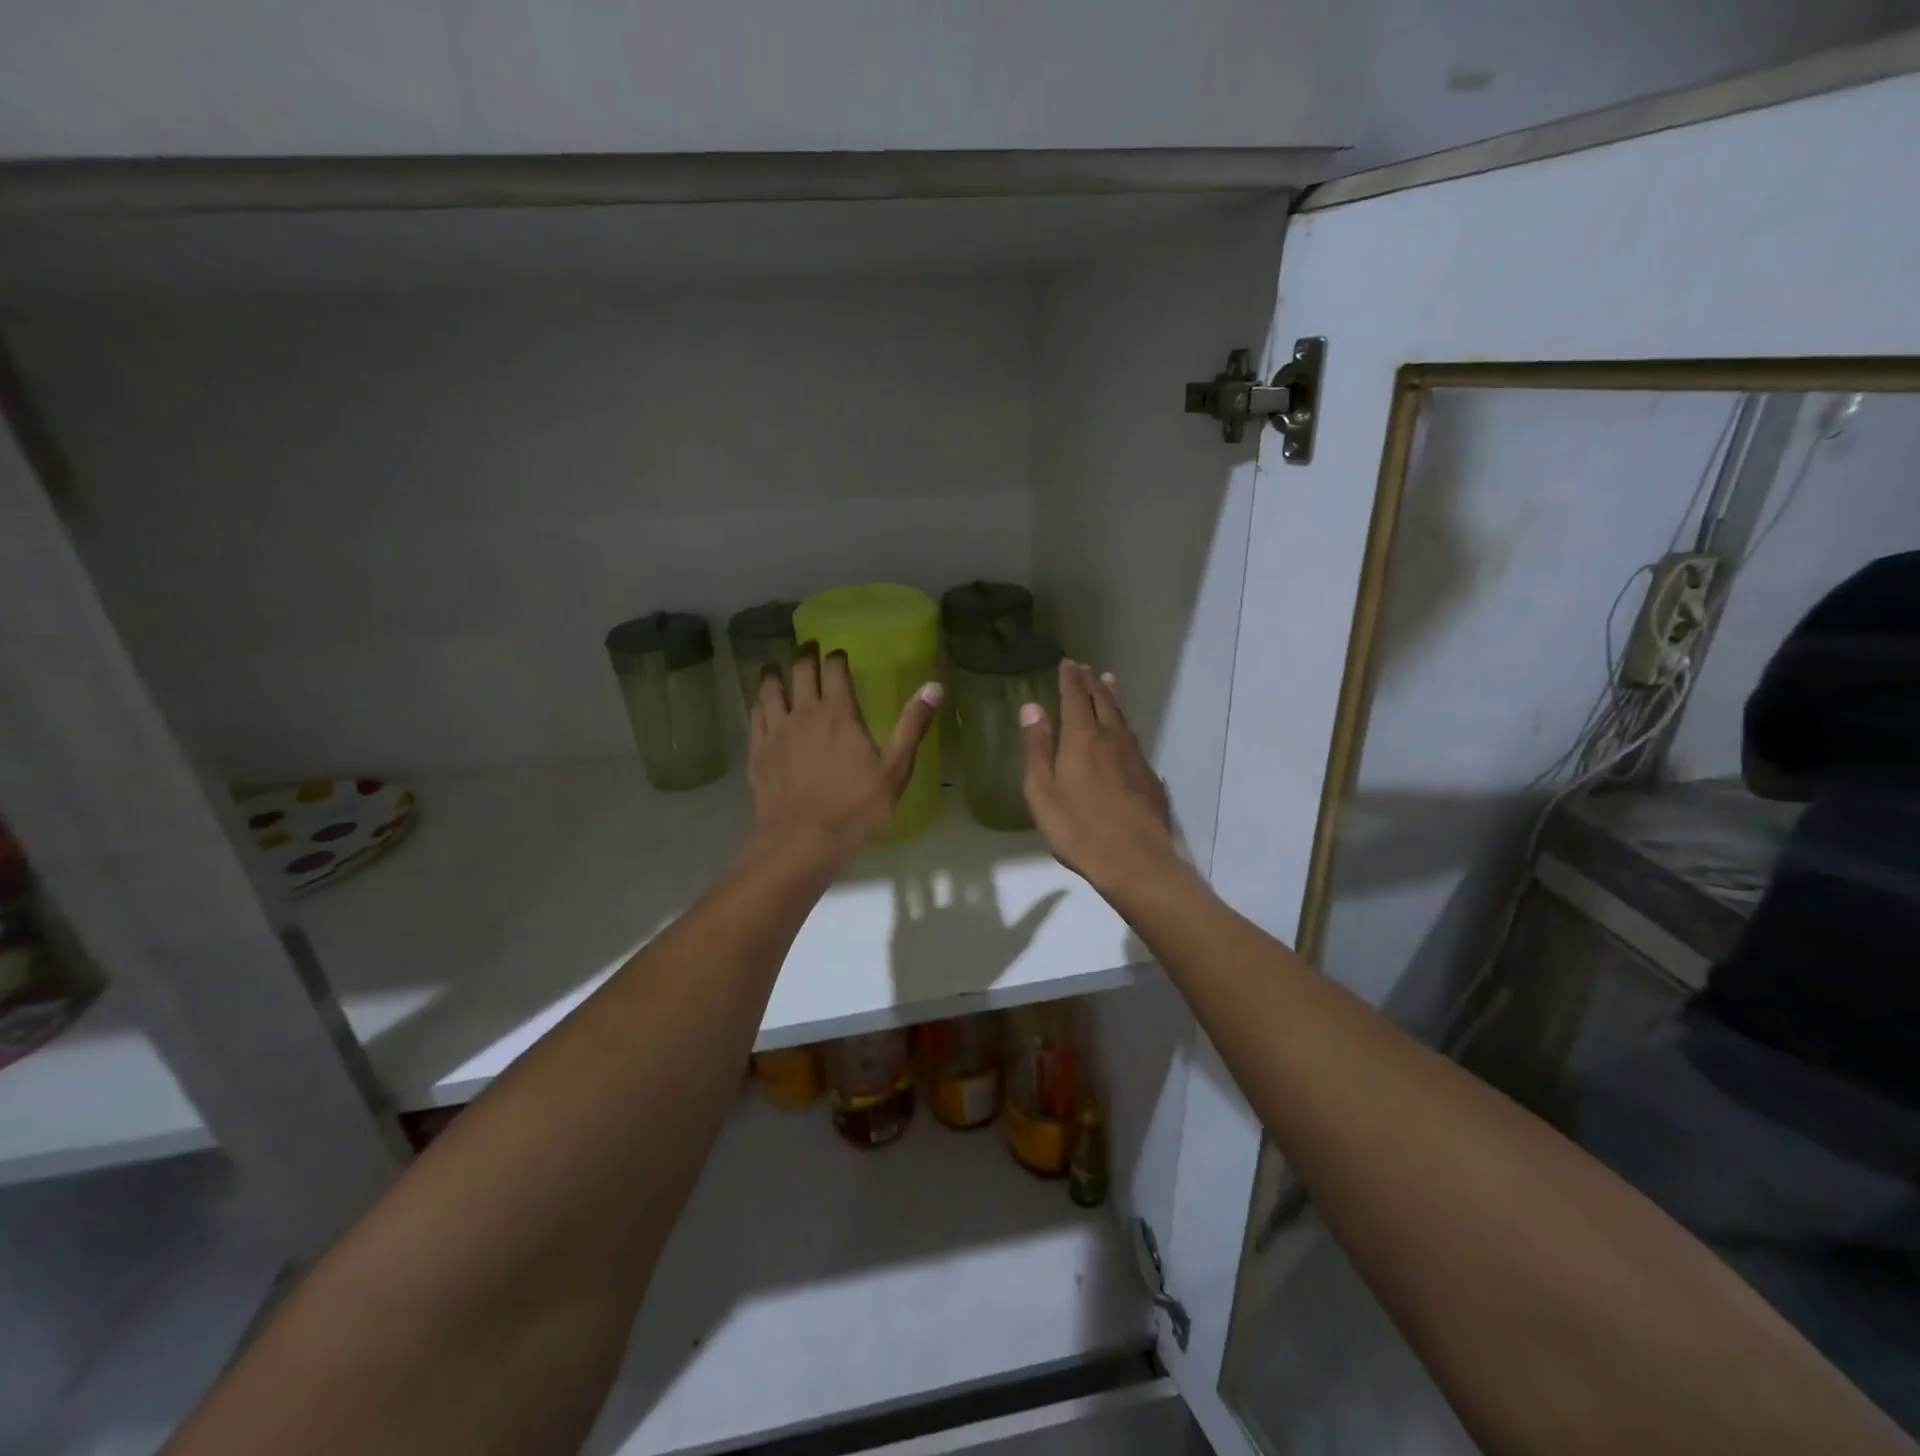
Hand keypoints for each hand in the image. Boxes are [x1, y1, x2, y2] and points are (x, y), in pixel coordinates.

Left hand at [746, 651, 939, 870]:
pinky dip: (759, 703)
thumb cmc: (855, 809)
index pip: (835, 670)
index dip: (837, 657)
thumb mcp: (895, 771)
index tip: (839, 652)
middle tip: (809, 648)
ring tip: (776, 667)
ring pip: (770, 689)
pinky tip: (761, 705)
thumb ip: (912, 726)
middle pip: (800, 672)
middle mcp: (804, 713)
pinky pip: (755, 716)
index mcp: (839, 713)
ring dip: (775, 674)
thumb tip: (934, 687)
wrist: (801, 842)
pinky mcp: (758, 752)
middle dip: (806, 656)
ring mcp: (776, 731)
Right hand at [1020, 661, 1181, 894]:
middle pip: (1103, 702)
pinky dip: (1124, 727)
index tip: (1068, 663)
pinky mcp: (1149, 777)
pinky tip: (1124, 735)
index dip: (1070, 679)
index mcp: (1082, 739)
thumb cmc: (1077, 829)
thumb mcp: (1042, 791)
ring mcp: (1135, 757)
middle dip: (1092, 683)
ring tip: (1108, 684)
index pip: (1075, 698)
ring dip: (1112, 699)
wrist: (1134, 861)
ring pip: (1122, 719)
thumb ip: (1037, 748)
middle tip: (1086, 668)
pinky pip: (1133, 741)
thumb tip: (1031, 706)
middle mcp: (1111, 739)